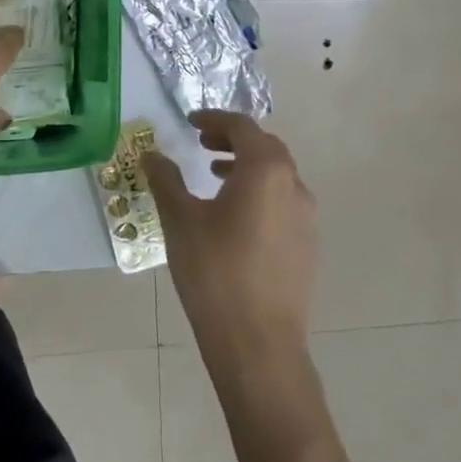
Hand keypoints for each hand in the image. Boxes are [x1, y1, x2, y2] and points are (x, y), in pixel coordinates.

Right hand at [143, 110, 317, 381]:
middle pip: (265, 147)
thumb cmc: (214, 272)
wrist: (258, 342)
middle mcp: (294, 186)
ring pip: (277, 175)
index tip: (191, 122)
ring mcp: (306, 217)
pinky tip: (234, 217)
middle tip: (201, 144)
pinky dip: (260, 193)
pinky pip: (284, 202)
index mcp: (265, 171)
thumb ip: (166, 180)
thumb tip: (152, 155)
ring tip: (214, 177)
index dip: (215, 119)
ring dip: (247, 166)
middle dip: (233, 139)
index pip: (242, 127)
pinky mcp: (308, 245)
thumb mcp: (180, 220)